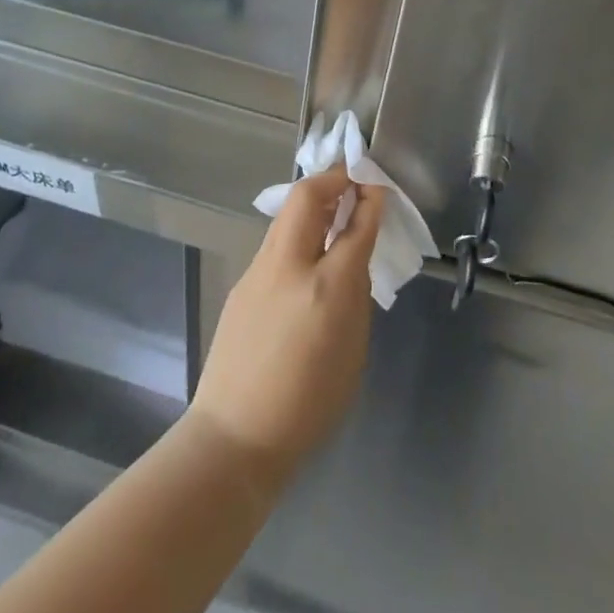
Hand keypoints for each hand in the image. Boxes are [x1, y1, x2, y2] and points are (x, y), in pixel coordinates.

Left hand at [185, 167, 382, 490]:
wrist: (236, 433)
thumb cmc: (310, 405)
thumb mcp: (353, 351)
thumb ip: (355, 296)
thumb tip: (350, 262)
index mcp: (327, 288)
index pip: (354, 226)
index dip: (370, 199)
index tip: (377, 184)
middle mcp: (289, 266)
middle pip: (308, 197)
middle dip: (333, 178)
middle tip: (353, 178)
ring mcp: (259, 270)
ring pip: (287, 215)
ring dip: (312, 202)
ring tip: (333, 207)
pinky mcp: (242, 282)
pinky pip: (275, 243)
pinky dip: (296, 231)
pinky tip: (306, 250)